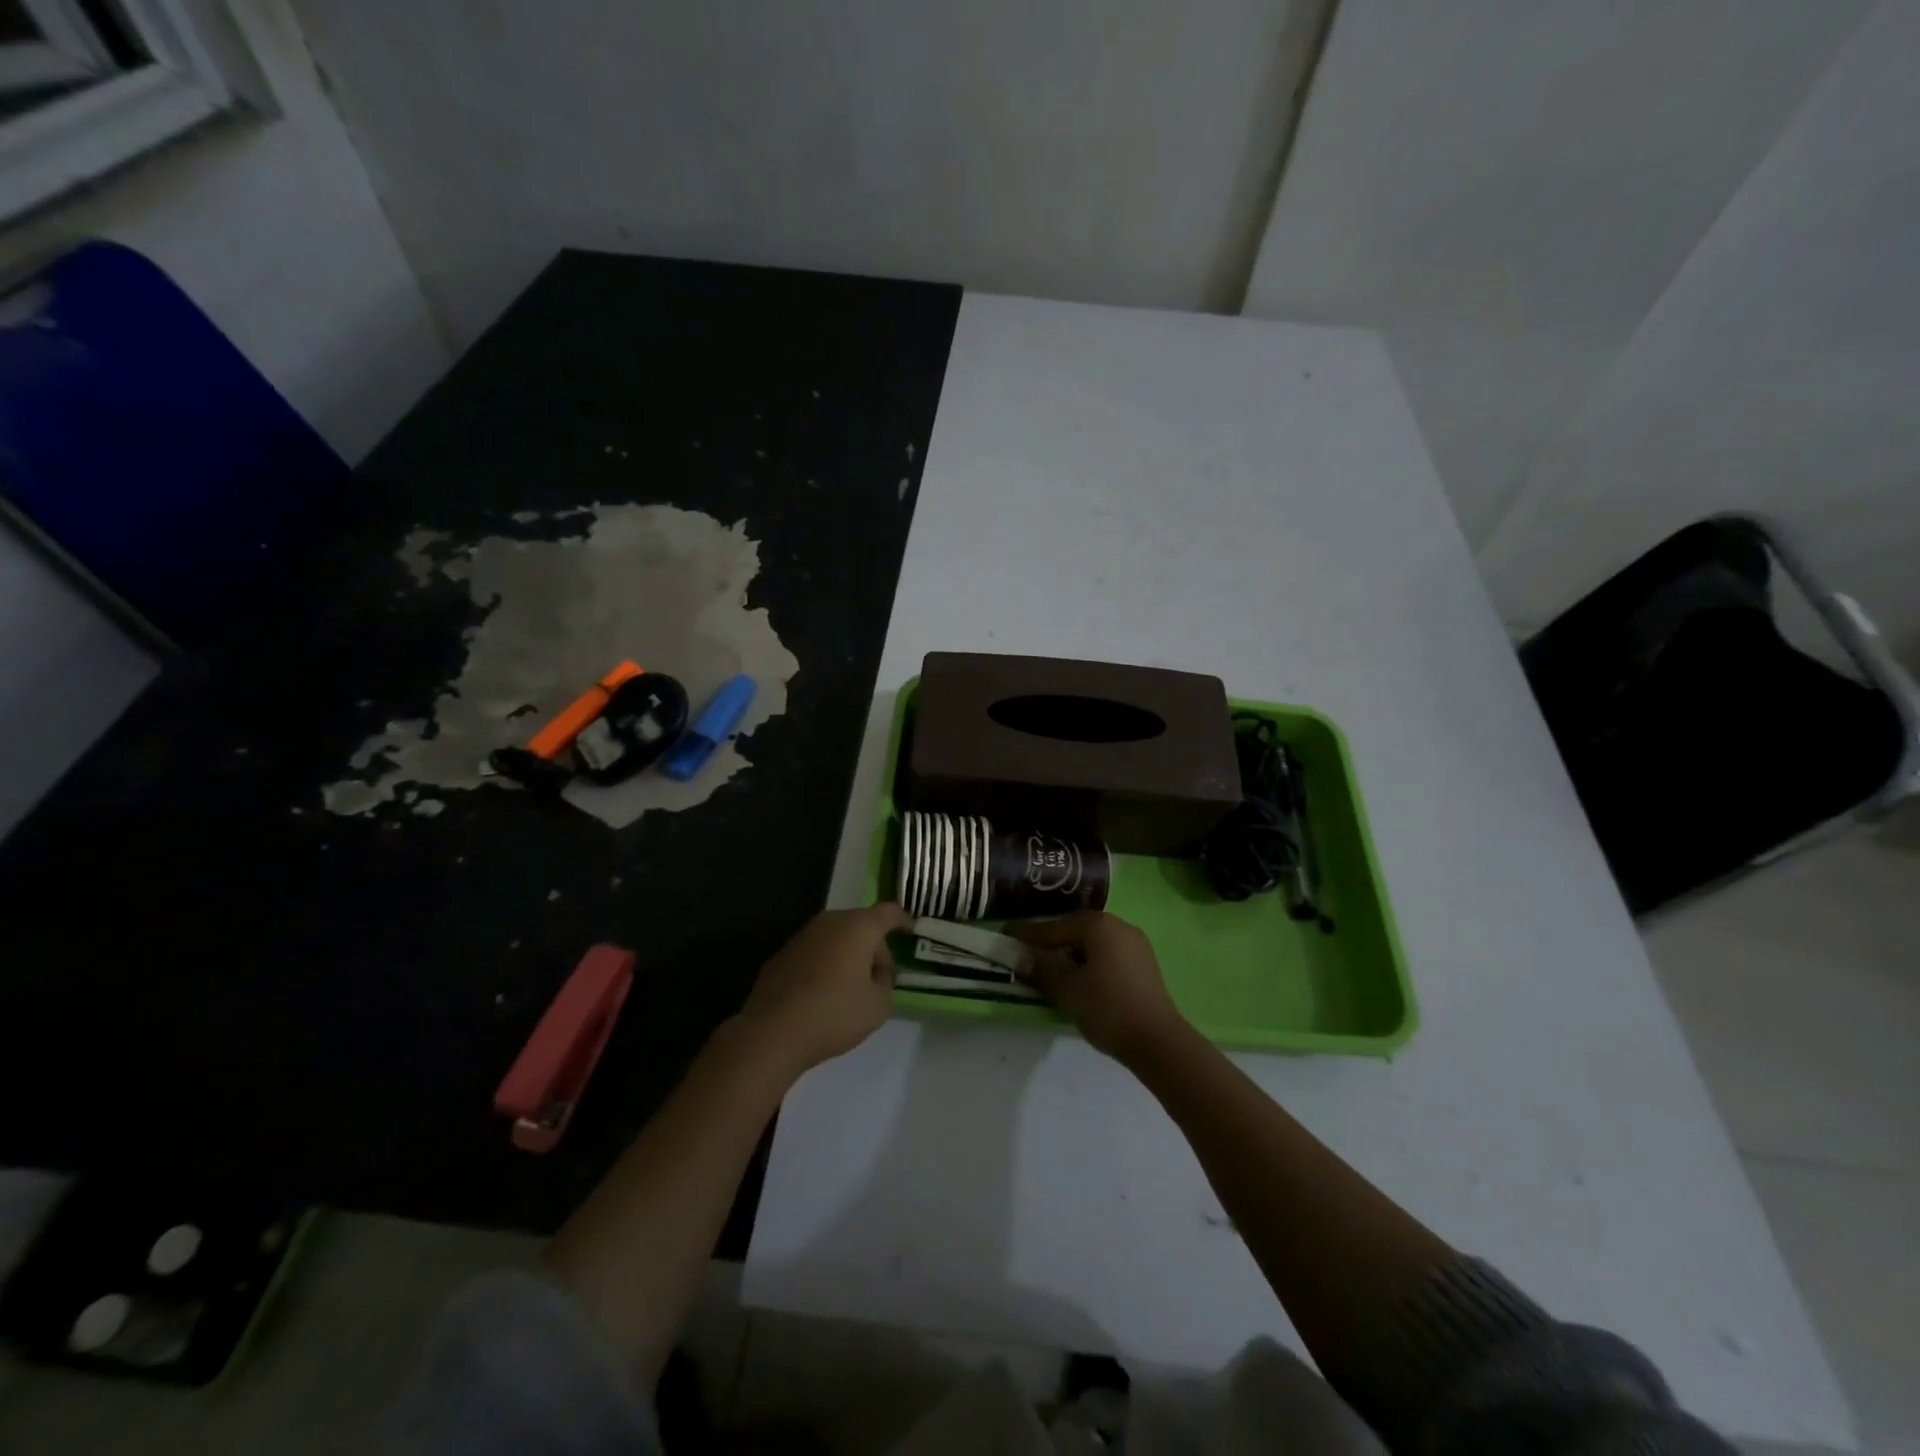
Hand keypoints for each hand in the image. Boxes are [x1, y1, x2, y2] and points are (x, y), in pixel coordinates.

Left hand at [737, 903, 909, 1077]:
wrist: (772, 1033)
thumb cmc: (834, 1014)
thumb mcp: (878, 1005)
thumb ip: (885, 983)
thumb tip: (875, 974)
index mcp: (858, 927)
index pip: (889, 913)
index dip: (904, 920)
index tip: (913, 931)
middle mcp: (829, 922)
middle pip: (861, 925)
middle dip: (874, 948)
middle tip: (880, 979)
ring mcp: (801, 937)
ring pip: (836, 939)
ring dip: (847, 957)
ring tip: (850, 991)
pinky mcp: (781, 956)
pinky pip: (814, 954)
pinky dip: (824, 967)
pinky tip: (822, 996)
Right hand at [1015, 912, 1186, 1063]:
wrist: (1158, 1041)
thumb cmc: (1107, 1008)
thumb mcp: (1066, 989)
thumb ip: (1042, 969)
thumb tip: (1022, 958)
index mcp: (1098, 925)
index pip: (1055, 927)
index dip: (1028, 934)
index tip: (1007, 934)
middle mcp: (1118, 926)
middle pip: (1075, 929)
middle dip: (1052, 942)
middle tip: (1028, 952)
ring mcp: (1135, 944)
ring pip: (1093, 943)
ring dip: (1071, 953)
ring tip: (1051, 968)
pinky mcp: (1144, 964)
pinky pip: (1108, 954)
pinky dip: (1090, 962)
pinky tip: (1079, 978)